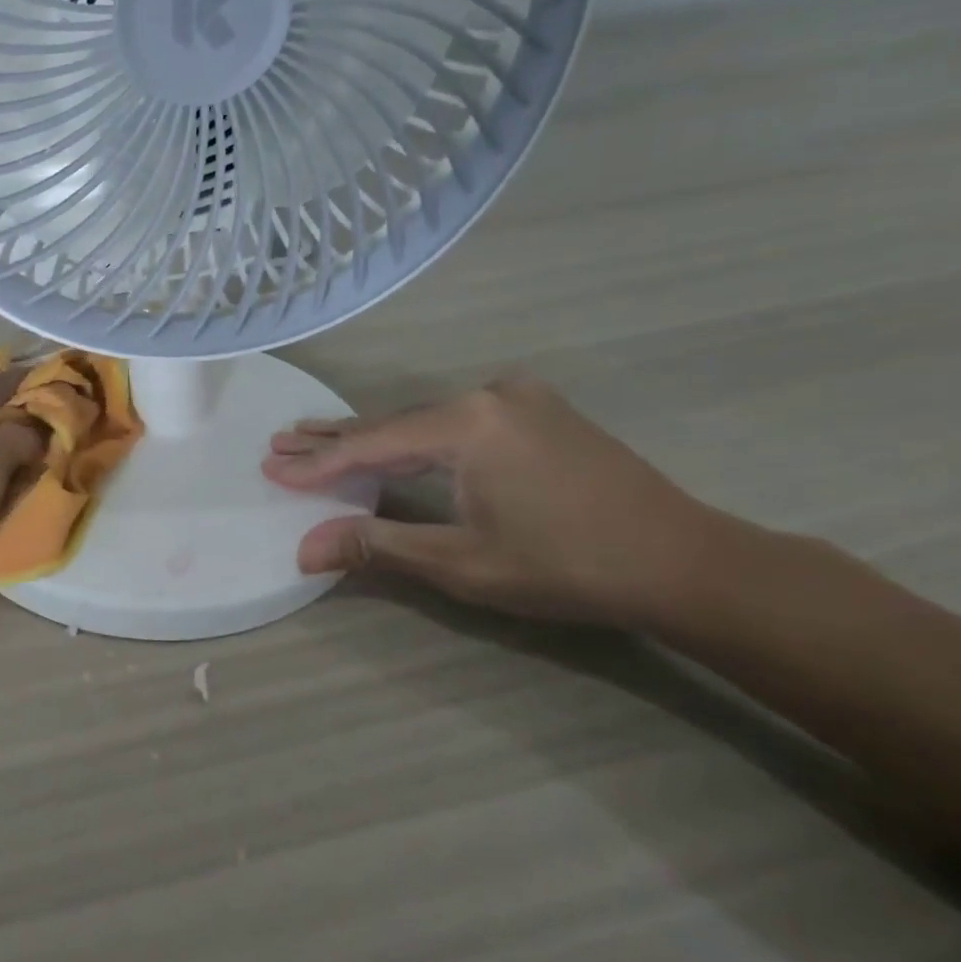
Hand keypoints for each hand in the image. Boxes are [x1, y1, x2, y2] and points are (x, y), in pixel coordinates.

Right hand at [263, 378, 727, 626]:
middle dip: (334, 440)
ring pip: (422, 421)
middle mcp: (487, 395)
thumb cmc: (569, 566)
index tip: (272, 467)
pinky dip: (413, 437)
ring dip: (372, 438)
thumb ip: (377, 546)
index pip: (371, 444)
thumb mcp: (463, 563)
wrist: (688, 563)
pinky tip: (388, 442)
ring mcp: (516, 398)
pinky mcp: (536, 411)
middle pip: (392, 423)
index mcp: (467, 423)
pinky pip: (454, 422)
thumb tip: (304, 550)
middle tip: (280, 443)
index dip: (318, 462)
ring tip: (315, 439)